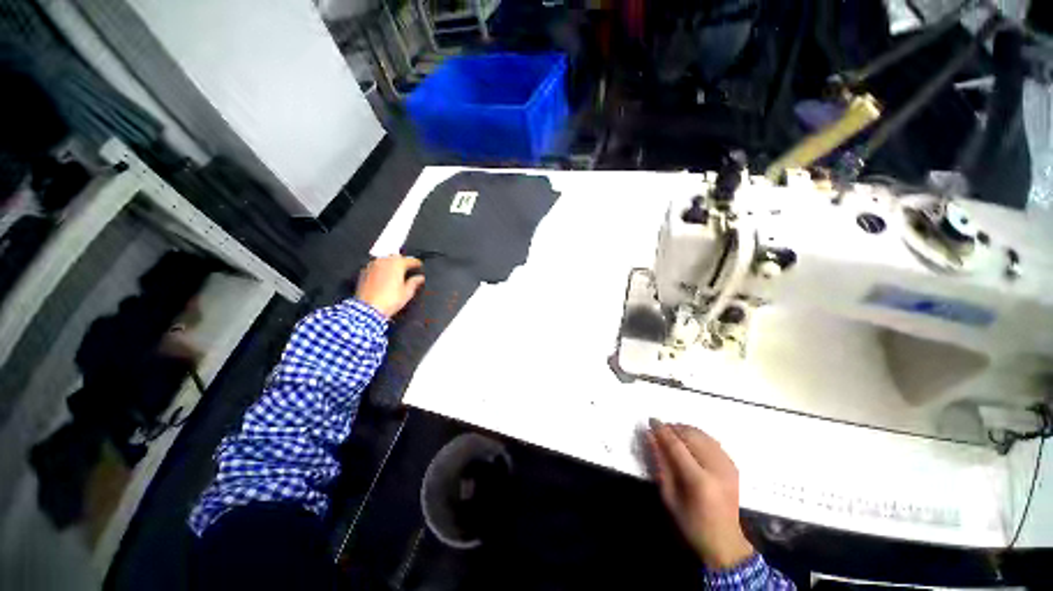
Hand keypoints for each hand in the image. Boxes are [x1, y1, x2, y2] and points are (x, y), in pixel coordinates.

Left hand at [355, 255, 424, 318]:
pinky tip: (384, 276)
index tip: (420, 266)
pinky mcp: (363, 271)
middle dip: (403, 261)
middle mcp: (384, 261)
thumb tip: (419, 278)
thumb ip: (414, 282)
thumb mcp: (407, 293)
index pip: (411, 260)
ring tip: (396, 272)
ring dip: (391, 263)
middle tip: (408, 268)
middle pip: (396, 257)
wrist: (368, 309)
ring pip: (385, 260)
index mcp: (397, 264)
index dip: (417, 264)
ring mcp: (372, 265)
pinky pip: (376, 266)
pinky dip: (381, 268)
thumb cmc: (390, 300)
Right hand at [648, 419, 753, 569]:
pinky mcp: (733, 466)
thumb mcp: (669, 497)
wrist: (725, 543)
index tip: (651, 420)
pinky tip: (689, 440)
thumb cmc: (691, 523)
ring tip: (672, 433)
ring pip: (703, 435)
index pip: (677, 446)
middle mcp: (716, 470)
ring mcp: (728, 467)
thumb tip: (650, 436)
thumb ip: (660, 464)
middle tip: (660, 428)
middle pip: (692, 436)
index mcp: (699, 481)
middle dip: (673, 428)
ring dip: (685, 429)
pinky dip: (698, 436)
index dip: (662, 430)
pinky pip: (713, 442)